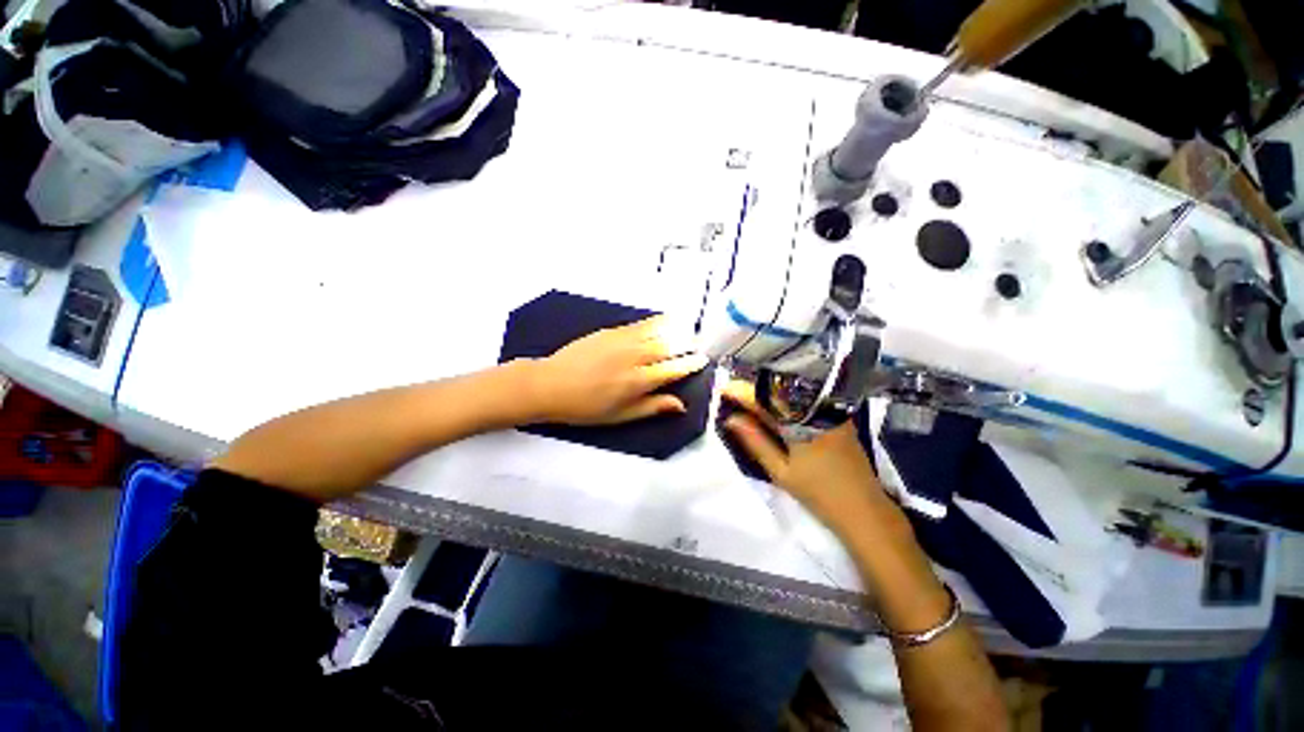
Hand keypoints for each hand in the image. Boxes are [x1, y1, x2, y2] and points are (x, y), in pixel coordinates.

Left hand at [524, 316, 709, 425]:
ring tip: (688, 327)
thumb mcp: (621, 416)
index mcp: (638, 381)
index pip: (673, 368)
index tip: (702, 359)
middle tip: (699, 343)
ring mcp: (622, 340)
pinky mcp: (610, 331)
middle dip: (687, 343)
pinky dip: (655, 321)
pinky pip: (640, 324)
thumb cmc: (585, 407)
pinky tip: (663, 320)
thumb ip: (652, 407)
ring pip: (657, 331)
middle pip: (669, 345)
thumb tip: (680, 405)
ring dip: (676, 328)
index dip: (690, 363)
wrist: (550, 385)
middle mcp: (635, 357)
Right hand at [720, 380, 908, 541]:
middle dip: (755, 389)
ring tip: (749, 396)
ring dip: (771, 393)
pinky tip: (775, 405)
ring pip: (794, 395)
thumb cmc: (819, 494)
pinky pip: (807, 401)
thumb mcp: (780, 471)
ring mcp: (831, 412)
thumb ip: (755, 441)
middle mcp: (818, 411)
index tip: (724, 389)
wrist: (864, 510)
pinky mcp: (839, 418)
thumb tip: (731, 419)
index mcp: (802, 423)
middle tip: (733, 391)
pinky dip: (787, 401)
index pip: (766, 400)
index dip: (743, 393)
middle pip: (781, 392)